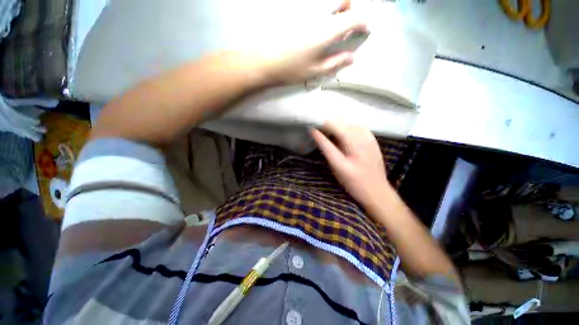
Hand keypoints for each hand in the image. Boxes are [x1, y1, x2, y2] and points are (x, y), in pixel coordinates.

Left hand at [260, 1, 367, 83]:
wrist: (263, 61)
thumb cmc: (290, 69)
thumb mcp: (315, 70)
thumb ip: (335, 62)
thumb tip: (353, 57)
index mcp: (326, 30)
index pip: (354, 17)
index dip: (364, 22)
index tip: (366, 30)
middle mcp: (318, 14)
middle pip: (342, 0)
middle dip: (350, 10)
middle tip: (347, 26)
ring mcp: (305, 10)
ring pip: (327, 1)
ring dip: (336, 9)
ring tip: (331, 26)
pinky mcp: (294, 10)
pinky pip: (314, 5)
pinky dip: (321, 11)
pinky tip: (315, 25)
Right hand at [310, 121, 393, 207]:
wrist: (377, 191)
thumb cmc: (354, 182)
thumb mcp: (337, 167)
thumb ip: (326, 147)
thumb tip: (315, 132)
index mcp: (354, 143)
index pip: (334, 126)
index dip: (321, 123)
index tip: (311, 124)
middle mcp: (363, 136)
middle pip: (342, 121)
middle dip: (328, 123)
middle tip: (318, 129)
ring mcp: (370, 137)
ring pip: (349, 123)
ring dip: (337, 125)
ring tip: (327, 132)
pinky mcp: (372, 140)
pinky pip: (357, 127)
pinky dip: (347, 128)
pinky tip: (342, 135)